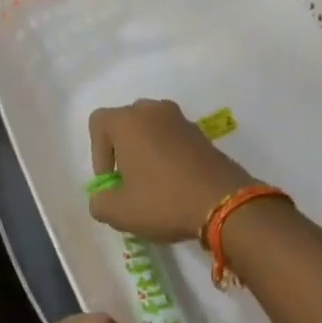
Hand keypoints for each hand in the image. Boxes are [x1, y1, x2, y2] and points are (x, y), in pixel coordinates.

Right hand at [87, 99, 254, 245]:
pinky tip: (175, 183)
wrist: (224, 202)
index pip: (98, 122)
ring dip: (146, 152)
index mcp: (129, 120)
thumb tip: (104, 196)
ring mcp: (181, 119)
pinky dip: (168, 154)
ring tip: (152, 185)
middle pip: (126, 123)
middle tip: (129, 183)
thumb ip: (99, 201)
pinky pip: (173, 137)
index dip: (97, 154)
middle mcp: (153, 110)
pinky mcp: (201, 133)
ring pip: (151, 129)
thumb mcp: (119, 211)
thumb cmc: (163, 200)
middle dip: (122, 150)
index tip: (111, 181)